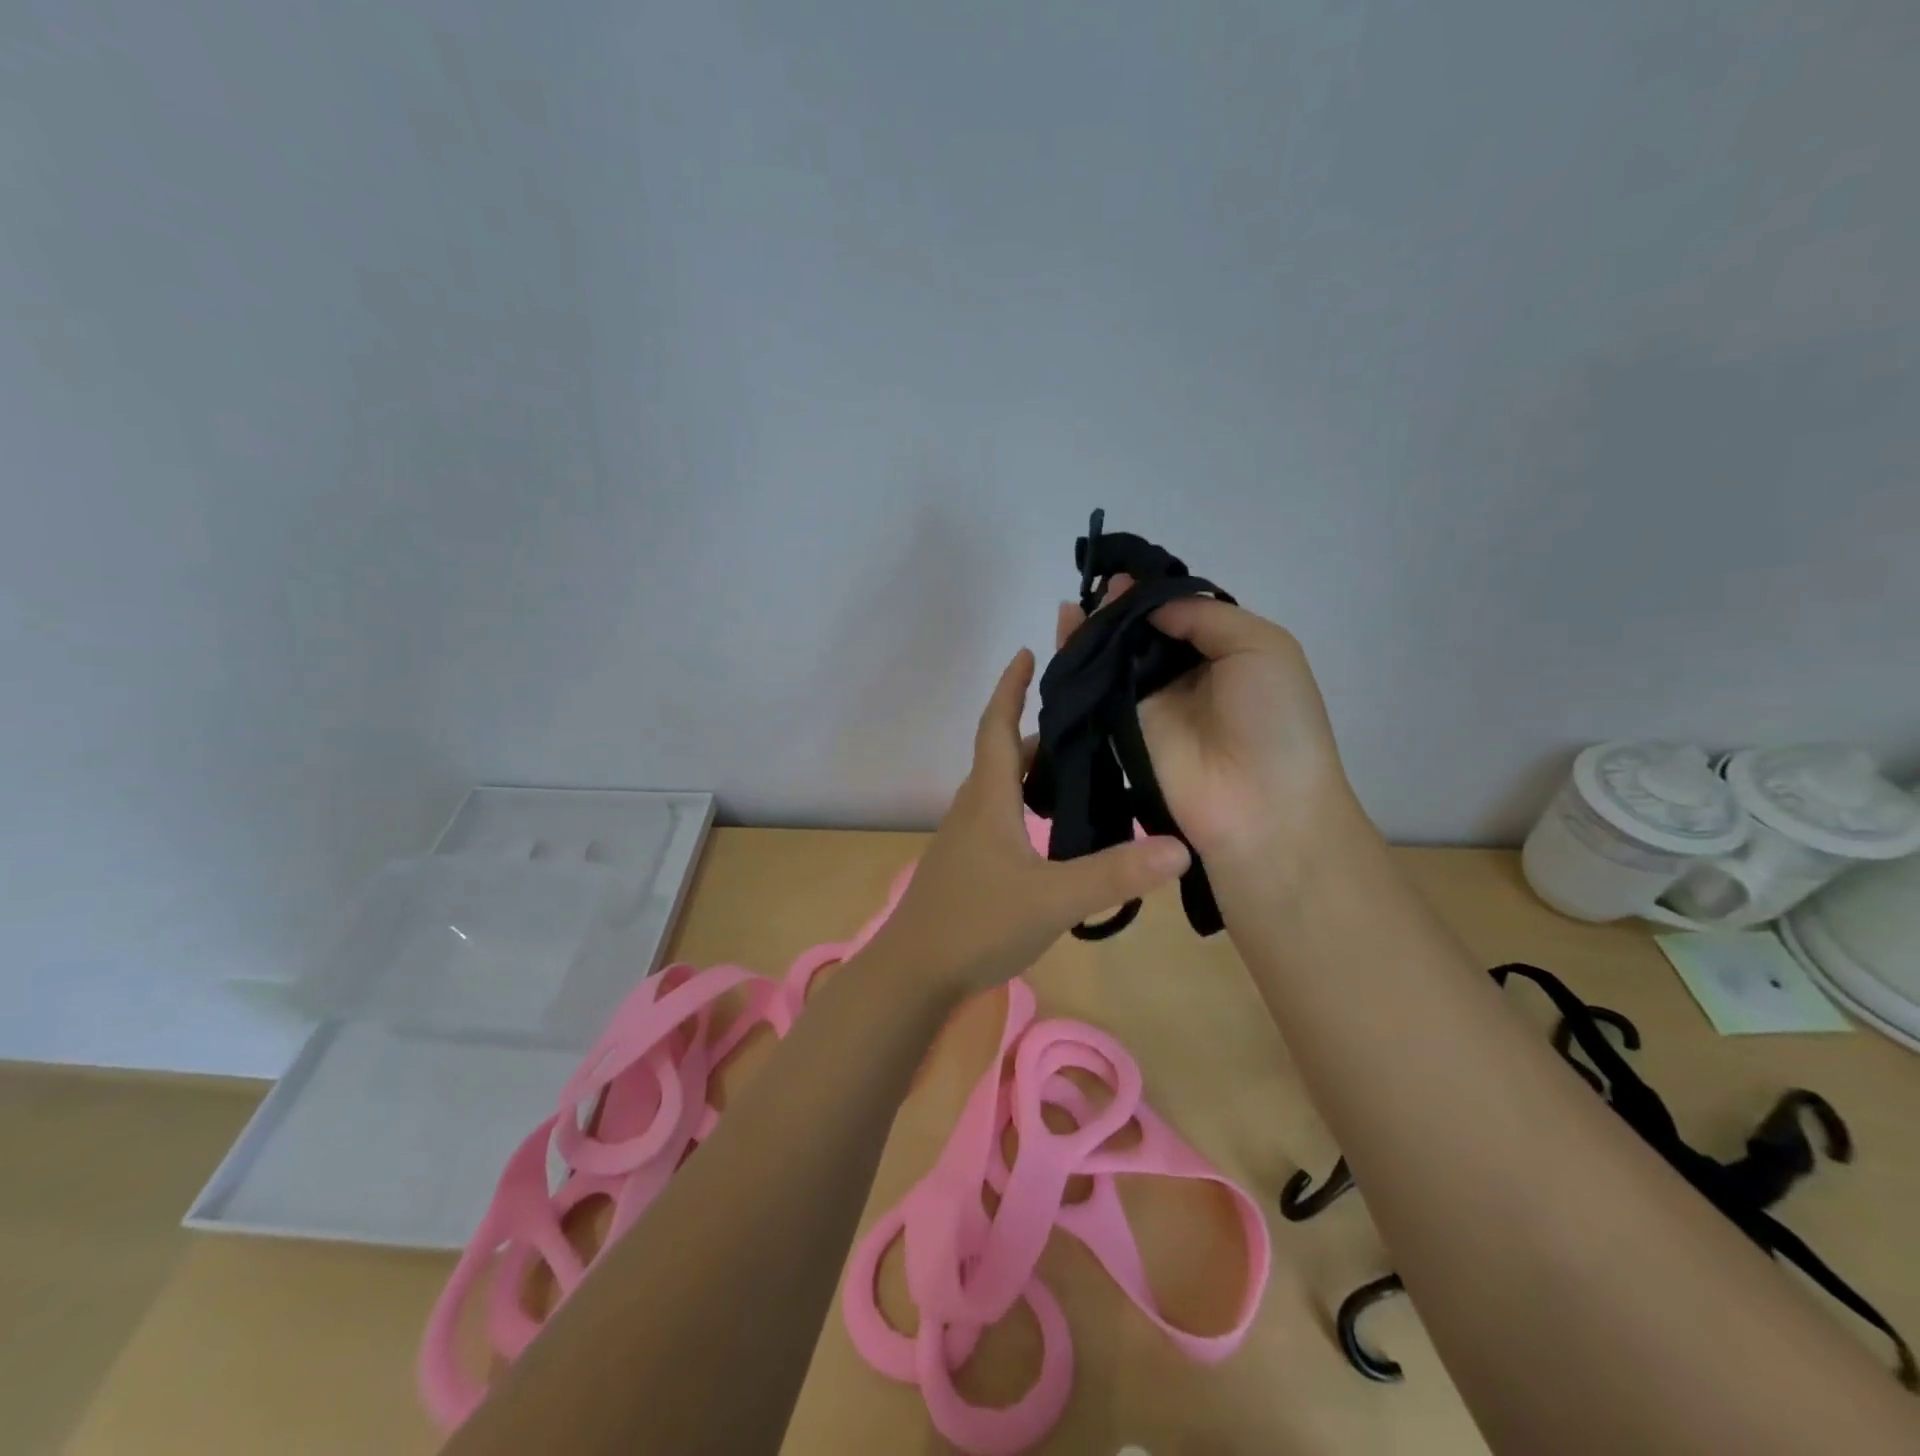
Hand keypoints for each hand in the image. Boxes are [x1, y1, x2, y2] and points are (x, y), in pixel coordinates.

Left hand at [867, 648, 1191, 998]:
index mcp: (988, 799)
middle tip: (1087, 721)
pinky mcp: (967, 864)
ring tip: (1081, 769)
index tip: (1026, 653)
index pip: (996, 726)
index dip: (1010, 688)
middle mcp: (973, 808)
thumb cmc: (976, 923)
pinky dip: (1026, 805)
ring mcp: (966, 838)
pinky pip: (1000, 816)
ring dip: (1033, 770)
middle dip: (1038, 731)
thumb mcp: (1054, 898)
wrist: (914, 972)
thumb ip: (1115, 874)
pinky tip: (1054, 830)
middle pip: (1003, 754)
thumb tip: (1180, 847)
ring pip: (1002, 788)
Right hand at [1055, 582, 1362, 880]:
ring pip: (1115, 656)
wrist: (1261, 805)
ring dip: (1094, 629)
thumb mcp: (1262, 646)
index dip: (1152, 593)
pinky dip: (1078, 660)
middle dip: (1119, 607)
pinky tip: (1066, 631)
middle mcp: (1184, 673)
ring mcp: (1150, 703)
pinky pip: (1097, 688)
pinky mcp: (1121, 728)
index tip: (1124, 572)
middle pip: (1142, 632)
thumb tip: (1146, 604)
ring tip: (1075, 606)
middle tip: (1097, 586)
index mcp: (1223, 651)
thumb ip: (1202, 614)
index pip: (1179, 612)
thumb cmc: (1275, 719)